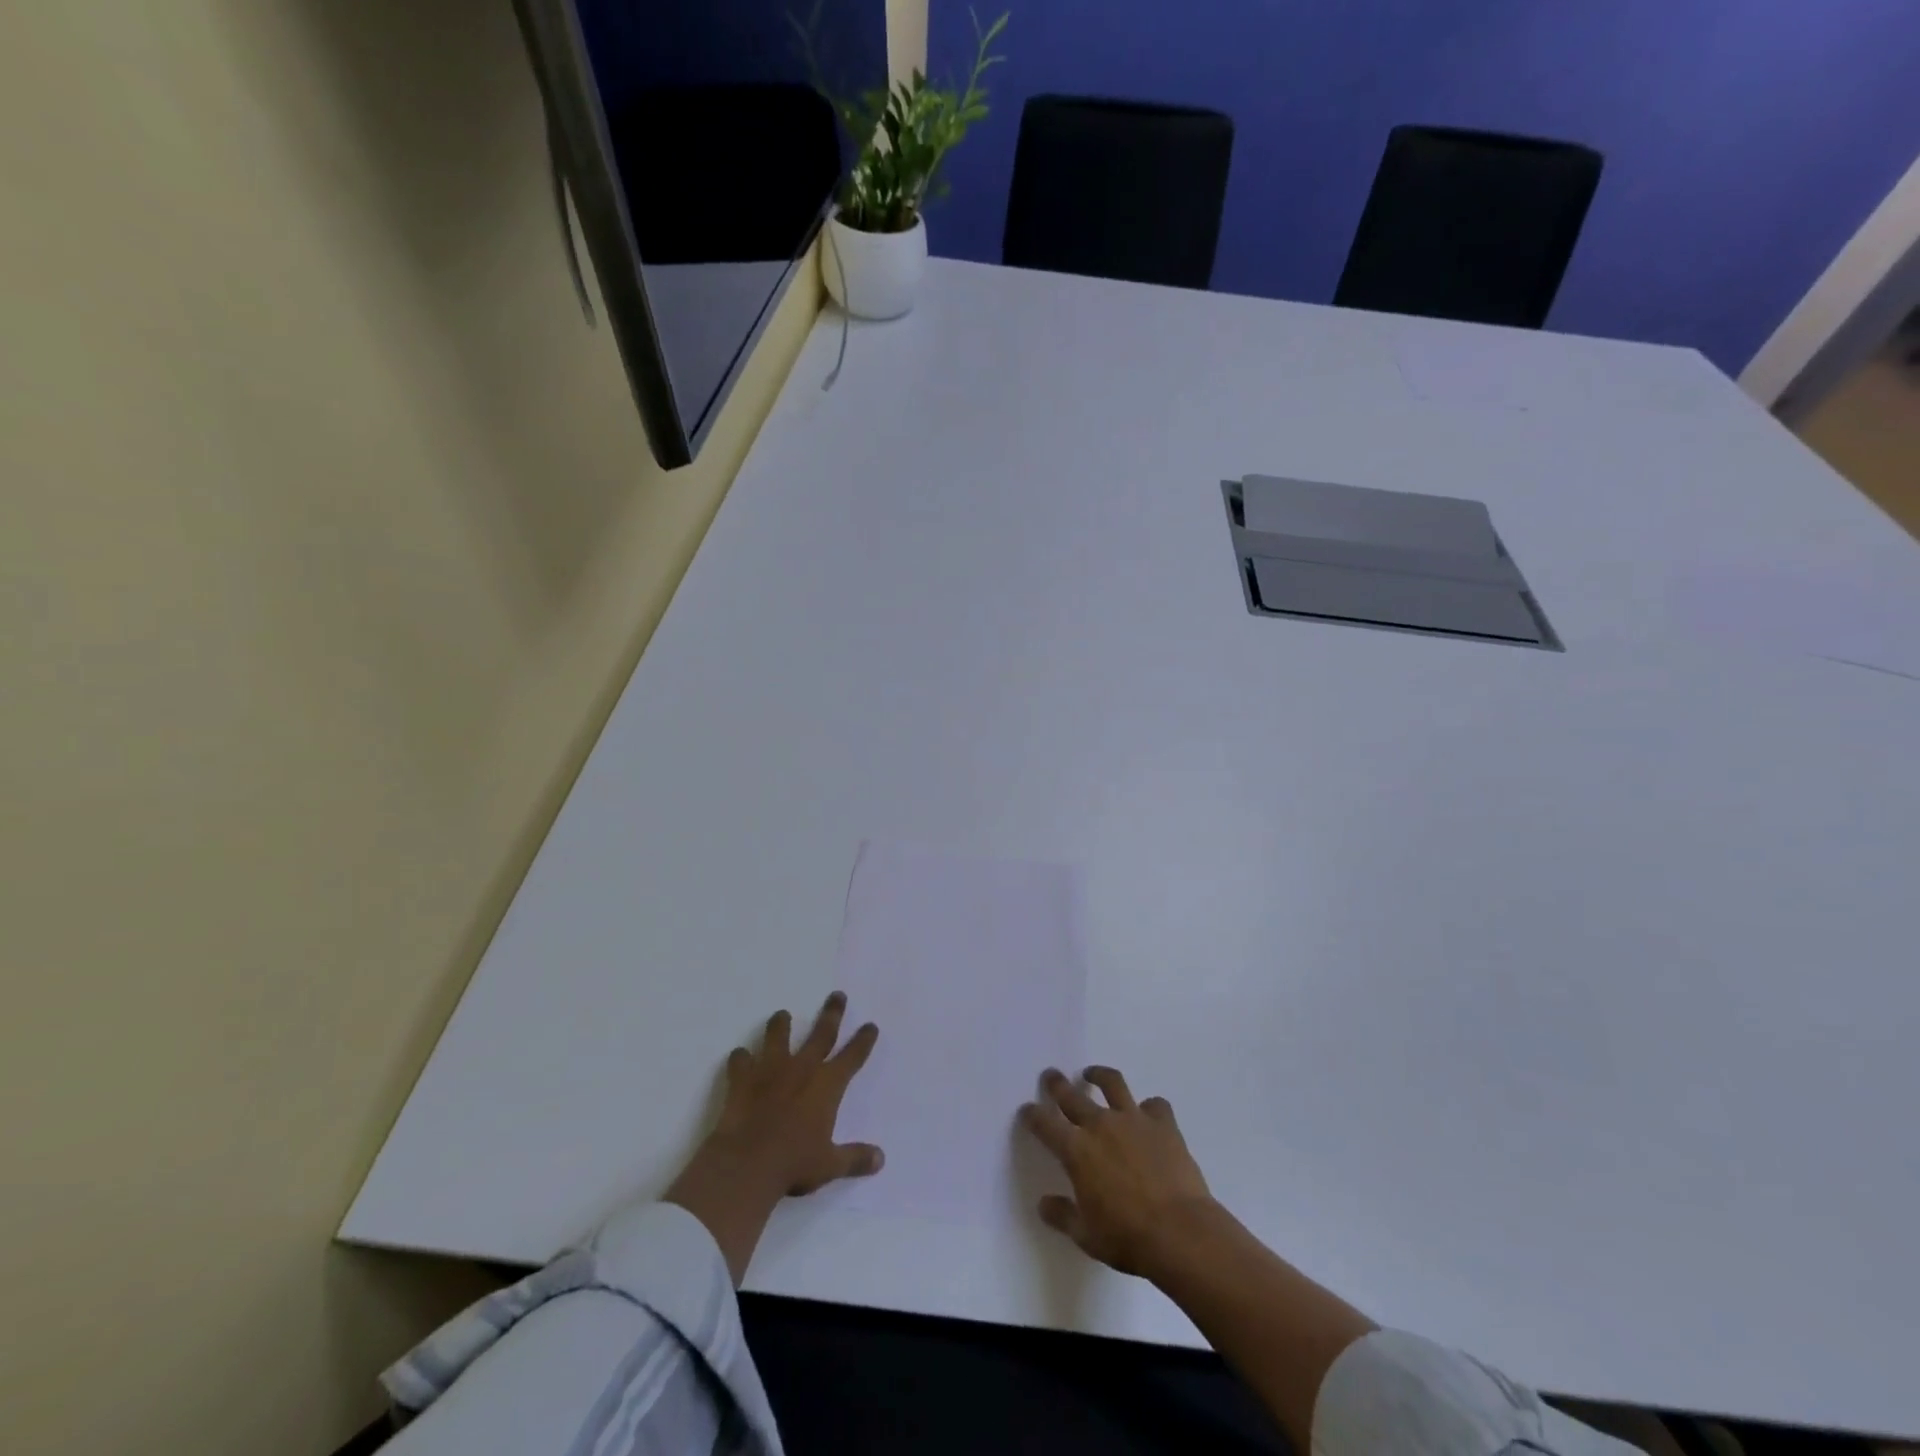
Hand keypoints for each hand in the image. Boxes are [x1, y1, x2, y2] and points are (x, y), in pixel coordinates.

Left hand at [665, 992, 880, 1281]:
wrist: (746, 1165)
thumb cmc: (793, 1164)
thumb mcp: (830, 1165)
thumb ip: (855, 1158)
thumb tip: (881, 1159)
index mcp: (828, 1086)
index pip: (852, 1056)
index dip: (863, 1040)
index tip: (870, 1025)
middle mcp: (802, 1069)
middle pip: (821, 1033)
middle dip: (831, 1013)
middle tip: (837, 995)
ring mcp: (770, 1070)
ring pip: (778, 1037)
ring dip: (781, 1025)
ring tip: (782, 1014)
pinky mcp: (742, 1079)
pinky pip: (741, 1061)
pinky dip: (741, 1058)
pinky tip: (740, 1057)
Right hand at [1021, 1066, 1213, 1278]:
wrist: (1180, 1232)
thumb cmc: (1127, 1238)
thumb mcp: (1086, 1236)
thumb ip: (1063, 1216)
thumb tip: (1044, 1204)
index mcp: (1076, 1150)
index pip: (1045, 1124)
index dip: (1033, 1115)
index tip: (1028, 1111)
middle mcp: (1100, 1125)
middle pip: (1072, 1095)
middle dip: (1057, 1084)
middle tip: (1051, 1076)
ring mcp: (1133, 1119)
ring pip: (1112, 1083)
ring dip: (1099, 1076)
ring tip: (1093, 1075)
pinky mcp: (1163, 1123)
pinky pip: (1155, 1105)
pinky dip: (1150, 1107)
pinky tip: (1149, 1113)